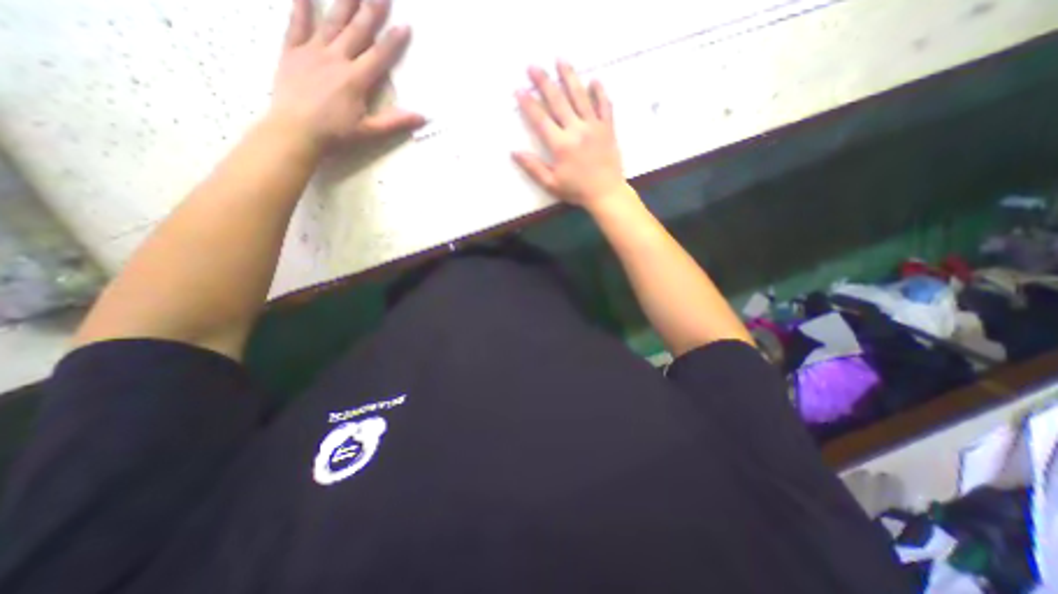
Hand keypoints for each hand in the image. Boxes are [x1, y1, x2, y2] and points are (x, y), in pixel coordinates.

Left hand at [269, 1, 425, 147]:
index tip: (405, 25)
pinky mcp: (292, 52)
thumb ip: (396, 122)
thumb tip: (423, 117)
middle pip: (357, 31)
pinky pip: (296, 23)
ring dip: (344, 3)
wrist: (295, 131)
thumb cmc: (336, 134)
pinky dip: (301, 5)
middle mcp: (336, 59)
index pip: (379, 56)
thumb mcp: (370, 131)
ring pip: (331, 22)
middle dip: (371, 10)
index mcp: (356, 80)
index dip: (393, 41)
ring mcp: (312, 52)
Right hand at [514, 60, 629, 209]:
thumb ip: (533, 167)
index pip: (541, 119)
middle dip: (544, 82)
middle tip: (533, 66)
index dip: (528, 103)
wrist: (606, 194)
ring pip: (581, 96)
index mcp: (561, 145)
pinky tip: (594, 80)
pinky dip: (599, 92)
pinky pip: (605, 105)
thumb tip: (514, 152)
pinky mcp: (608, 128)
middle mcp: (577, 130)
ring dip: (569, 77)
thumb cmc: (577, 191)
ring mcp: (594, 127)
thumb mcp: (551, 184)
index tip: (518, 89)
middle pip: (558, 101)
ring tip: (560, 60)